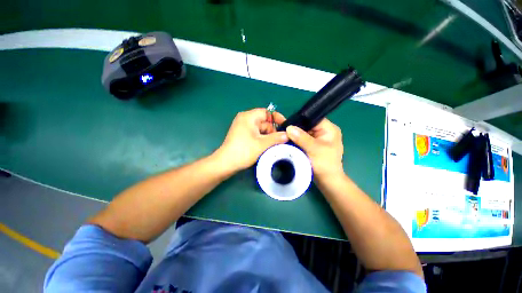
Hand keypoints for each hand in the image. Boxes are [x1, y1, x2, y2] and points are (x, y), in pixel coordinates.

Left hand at [216, 108, 287, 172]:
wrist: (226, 163)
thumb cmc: (244, 151)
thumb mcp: (262, 144)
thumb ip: (276, 138)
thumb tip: (288, 135)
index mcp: (249, 117)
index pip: (267, 112)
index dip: (277, 118)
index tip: (286, 126)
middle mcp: (245, 119)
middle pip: (264, 122)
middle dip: (273, 131)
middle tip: (281, 140)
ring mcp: (243, 127)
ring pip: (261, 129)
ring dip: (268, 136)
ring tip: (275, 145)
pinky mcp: (242, 135)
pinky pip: (256, 134)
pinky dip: (262, 139)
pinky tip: (267, 146)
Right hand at [285, 119, 343, 178]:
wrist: (327, 181)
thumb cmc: (325, 164)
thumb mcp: (314, 149)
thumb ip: (301, 138)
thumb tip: (288, 127)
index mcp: (329, 129)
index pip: (313, 118)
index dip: (300, 119)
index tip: (287, 121)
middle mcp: (323, 132)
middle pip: (307, 125)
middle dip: (294, 126)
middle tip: (280, 125)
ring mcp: (317, 139)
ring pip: (303, 132)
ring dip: (293, 133)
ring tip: (280, 130)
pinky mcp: (311, 145)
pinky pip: (301, 139)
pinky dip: (294, 139)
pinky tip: (285, 138)